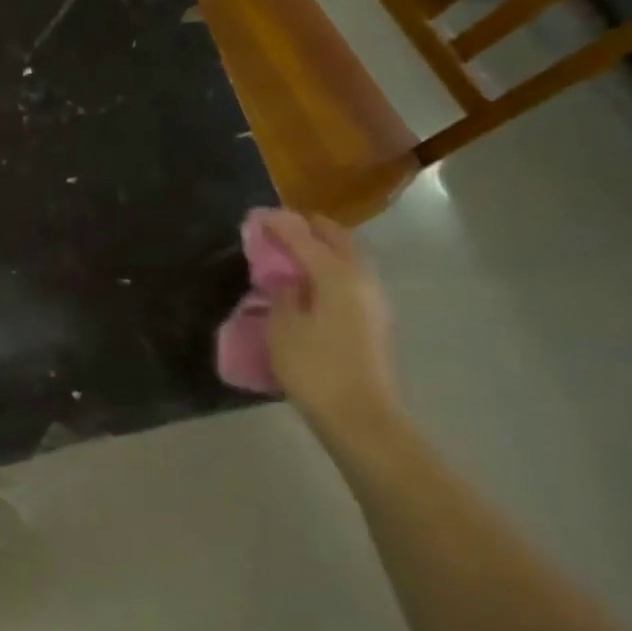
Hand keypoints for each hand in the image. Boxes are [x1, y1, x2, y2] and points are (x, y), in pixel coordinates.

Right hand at [263, 214, 403, 438]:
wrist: (360, 415)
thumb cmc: (314, 367)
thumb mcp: (283, 326)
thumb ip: (284, 293)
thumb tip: (287, 278)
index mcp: (337, 275)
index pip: (304, 237)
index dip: (280, 224)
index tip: (258, 216)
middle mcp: (361, 279)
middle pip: (338, 239)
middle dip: (309, 228)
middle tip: (280, 226)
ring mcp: (373, 300)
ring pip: (349, 258)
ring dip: (323, 247)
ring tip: (293, 251)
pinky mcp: (373, 320)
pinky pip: (350, 278)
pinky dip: (330, 268)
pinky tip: (311, 281)